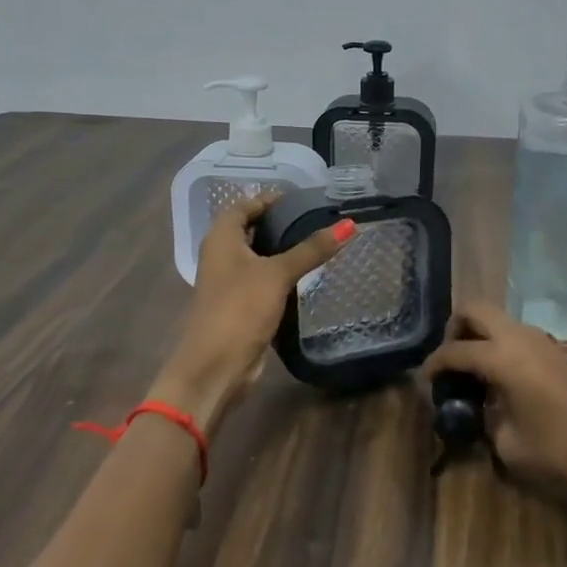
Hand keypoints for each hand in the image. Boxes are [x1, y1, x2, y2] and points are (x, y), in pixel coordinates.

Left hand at [150, 194, 353, 433]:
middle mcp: (222, 255)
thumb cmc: (240, 309)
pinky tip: (308, 274)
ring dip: (283, 250)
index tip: (302, 198)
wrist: (216, 367)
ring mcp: (230, 282)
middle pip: (251, 229)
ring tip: (319, 242)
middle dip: (280, 223)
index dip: (270, 199)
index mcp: (221, 239)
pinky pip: (264, 280)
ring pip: (259, 256)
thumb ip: (312, 249)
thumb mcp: (278, 274)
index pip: (244, 205)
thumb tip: (349, 224)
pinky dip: (282, 274)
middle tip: (317, 218)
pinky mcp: (241, 305)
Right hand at [420, 302, 566, 499]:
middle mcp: (519, 337)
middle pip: (475, 309)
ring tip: (476, 373)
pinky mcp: (557, 350)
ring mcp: (541, 339)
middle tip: (451, 361)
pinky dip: (501, 345)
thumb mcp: (512, 446)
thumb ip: (488, 422)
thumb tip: (484, 412)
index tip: (425, 380)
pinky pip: (517, 334)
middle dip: (456, 328)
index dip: (434, 364)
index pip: (455, 351)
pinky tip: (504, 380)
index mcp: (502, 357)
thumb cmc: (564, 448)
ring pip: (498, 318)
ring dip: (481, 335)